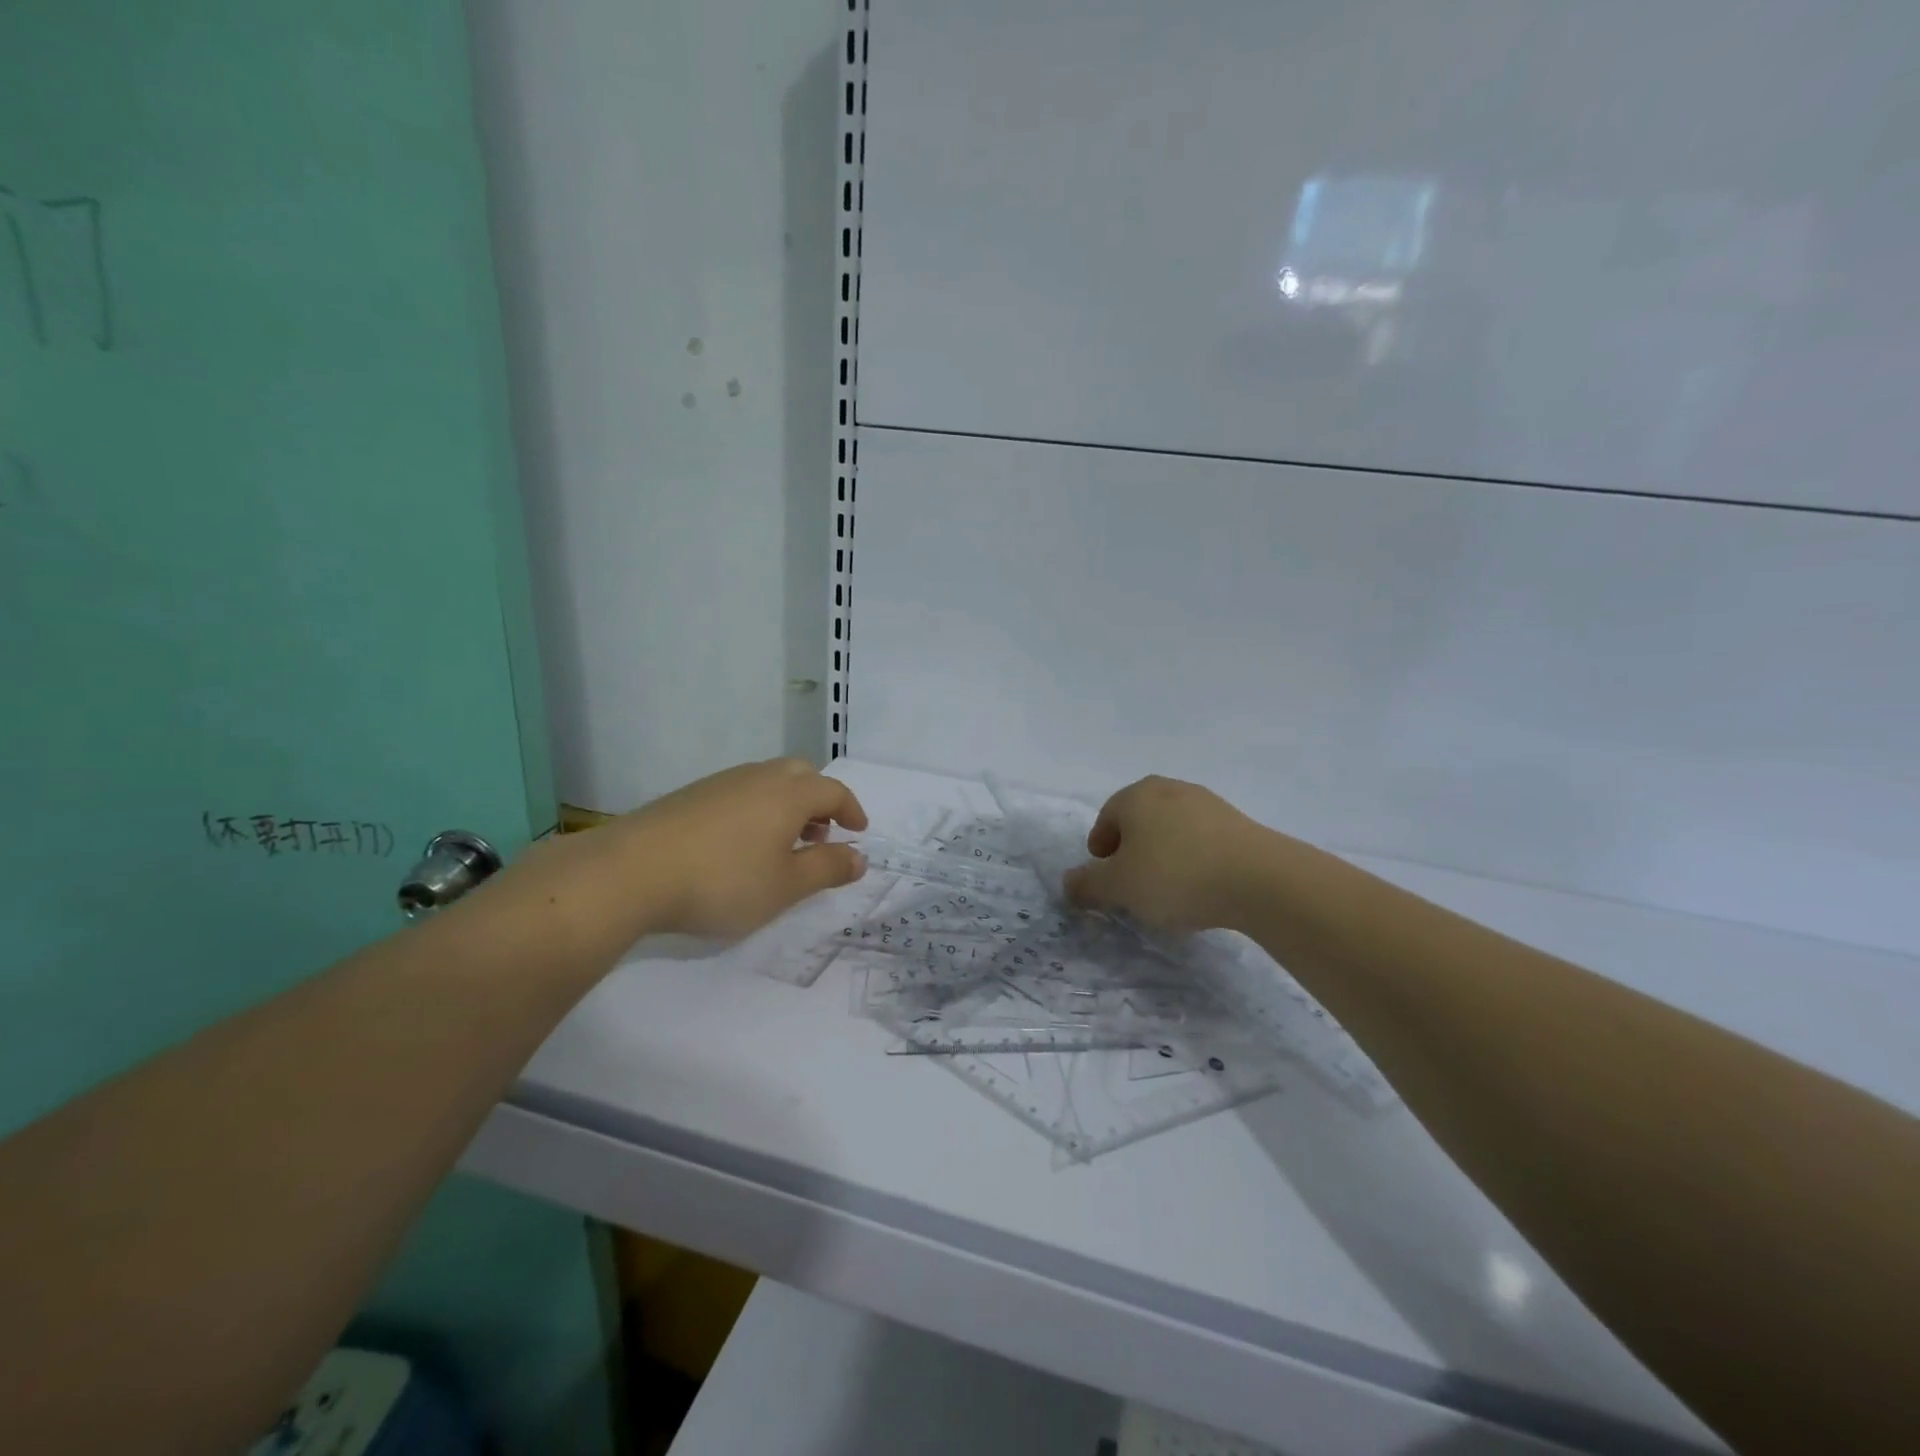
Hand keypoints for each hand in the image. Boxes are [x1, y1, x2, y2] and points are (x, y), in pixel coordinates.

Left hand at [612, 758, 869, 940]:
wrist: (630, 872)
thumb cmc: (722, 881)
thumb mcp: (785, 887)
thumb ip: (827, 869)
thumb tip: (859, 857)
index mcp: (788, 794)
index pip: (833, 790)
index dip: (851, 810)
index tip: (858, 833)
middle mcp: (758, 777)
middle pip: (801, 774)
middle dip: (819, 801)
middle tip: (819, 835)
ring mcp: (720, 783)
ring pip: (768, 781)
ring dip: (787, 805)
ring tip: (781, 845)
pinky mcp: (690, 796)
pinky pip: (740, 792)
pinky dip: (757, 809)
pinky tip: (739, 845)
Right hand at [1062, 776, 1270, 933]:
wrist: (1260, 879)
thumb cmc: (1174, 875)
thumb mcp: (1118, 887)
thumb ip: (1086, 885)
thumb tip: (1068, 883)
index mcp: (1135, 795)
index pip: (1106, 819)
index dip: (1100, 851)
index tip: (1107, 881)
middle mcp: (1169, 789)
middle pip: (1139, 822)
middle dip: (1132, 853)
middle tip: (1134, 886)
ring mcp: (1208, 803)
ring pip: (1172, 832)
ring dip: (1164, 857)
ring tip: (1169, 893)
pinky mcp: (1239, 823)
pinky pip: (1202, 842)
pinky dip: (1194, 862)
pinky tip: (1201, 890)